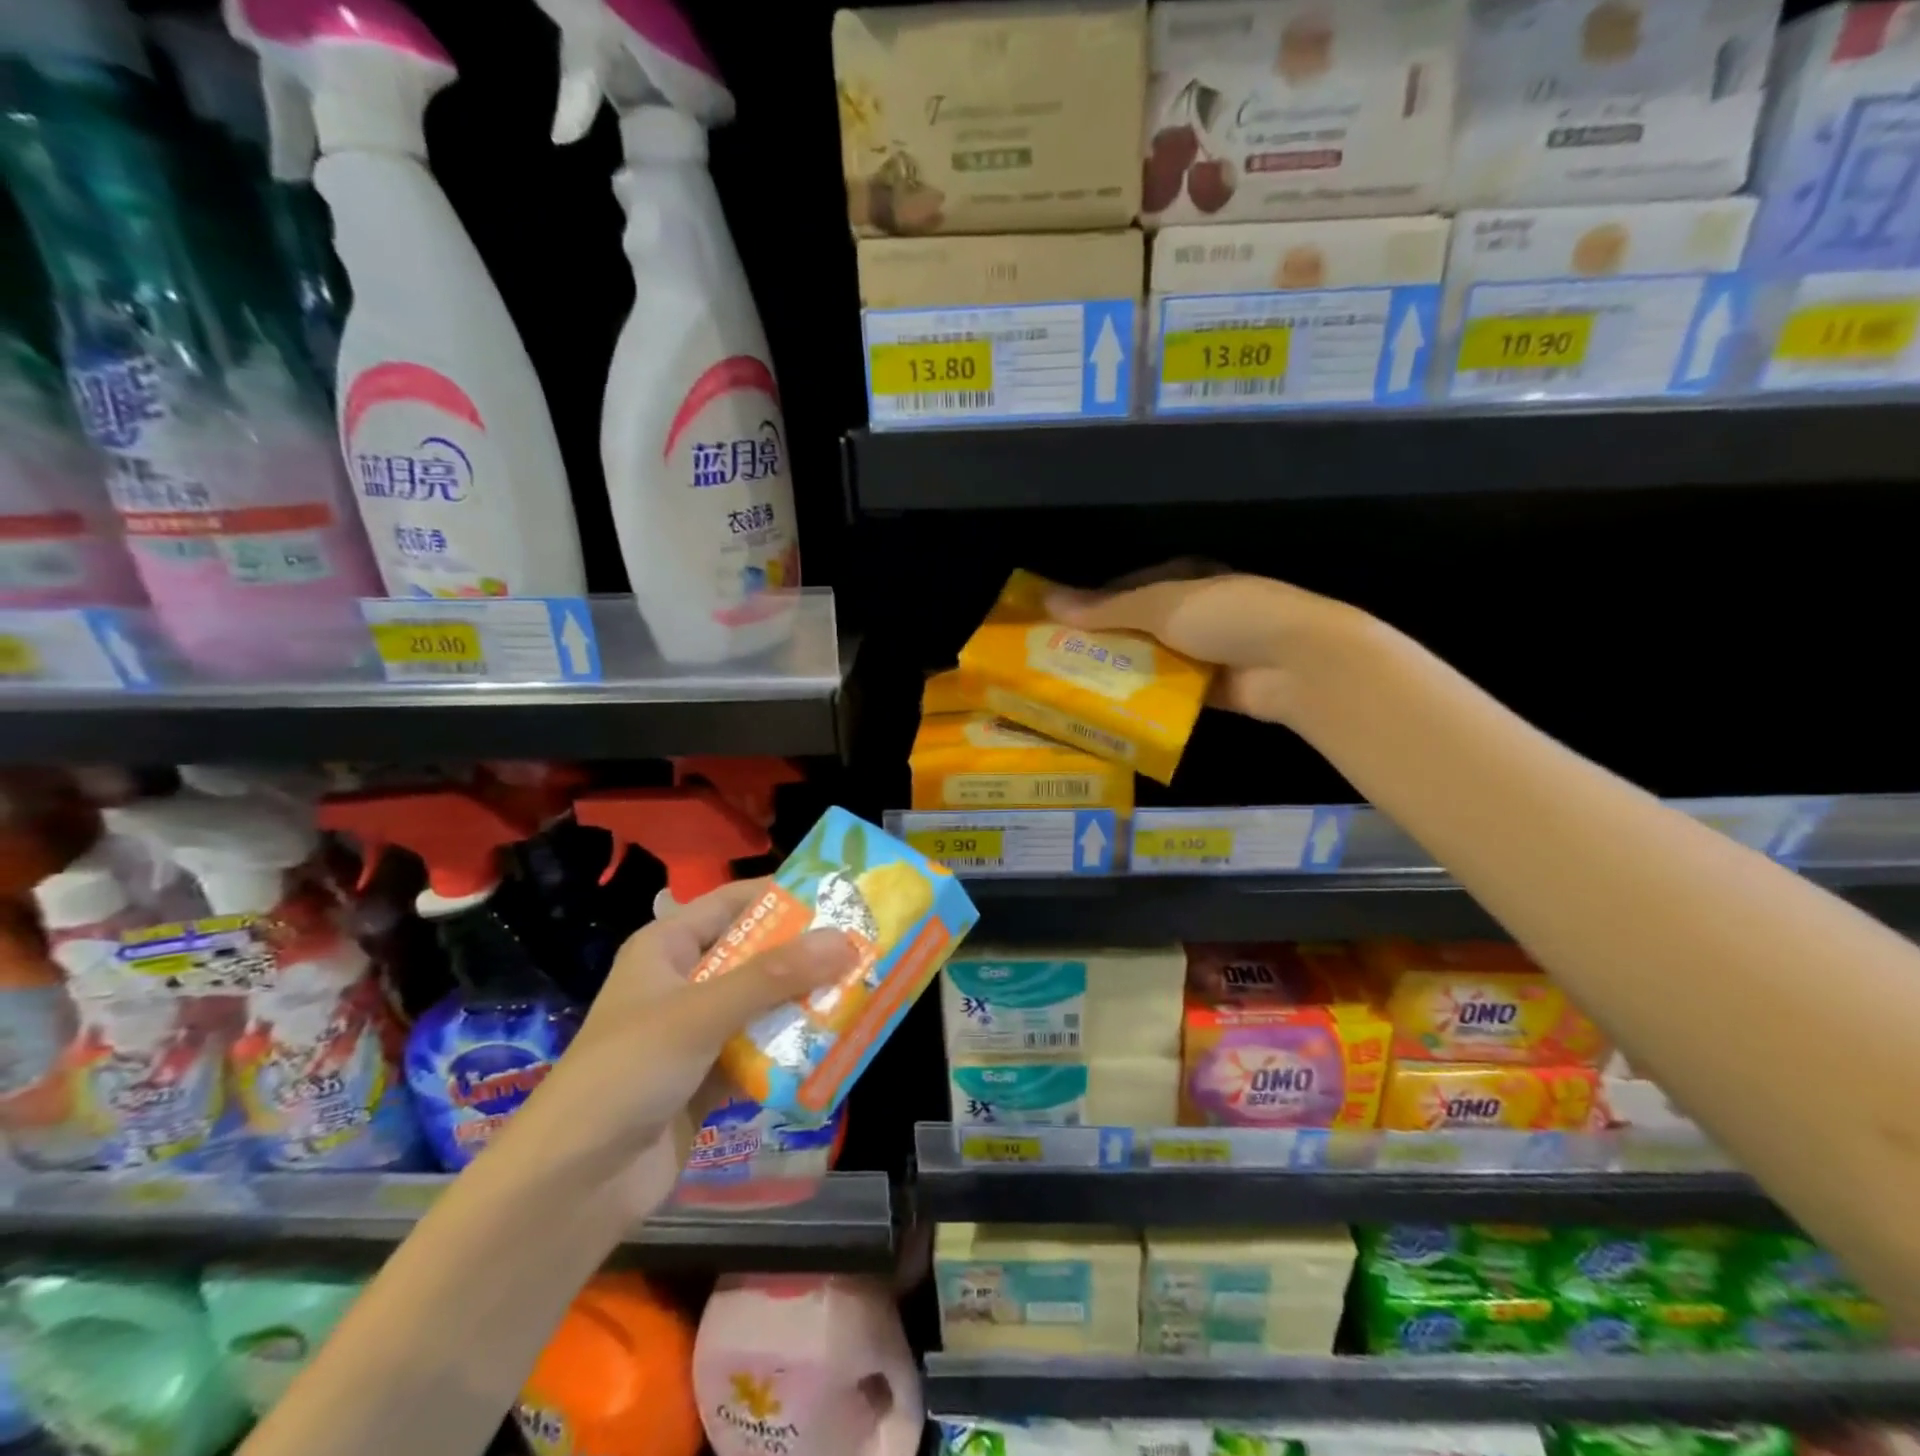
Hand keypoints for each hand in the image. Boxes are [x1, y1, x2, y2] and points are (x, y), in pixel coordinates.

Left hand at [501, 878, 858, 1219]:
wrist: (572, 1186)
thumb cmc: (627, 1072)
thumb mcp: (700, 1012)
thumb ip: (774, 977)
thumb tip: (845, 940)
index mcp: (669, 946)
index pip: (734, 903)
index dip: (784, 896)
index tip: (840, 894)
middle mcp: (686, 981)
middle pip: (757, 954)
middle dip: (807, 953)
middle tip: (866, 945)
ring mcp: (699, 1031)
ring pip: (765, 1004)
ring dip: (806, 1002)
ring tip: (865, 990)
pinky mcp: (712, 1076)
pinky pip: (763, 1050)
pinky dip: (794, 1048)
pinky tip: (838, 1044)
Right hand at [1045, 563, 1363, 728]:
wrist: (1297, 663)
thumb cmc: (1228, 616)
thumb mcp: (1161, 605)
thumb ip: (1106, 609)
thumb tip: (1048, 600)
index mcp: (1186, 578)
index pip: (1127, 588)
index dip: (1092, 604)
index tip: (1055, 624)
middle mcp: (1193, 612)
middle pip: (1136, 627)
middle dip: (1101, 643)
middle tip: (1055, 662)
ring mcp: (1204, 652)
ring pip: (1150, 661)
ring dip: (1119, 673)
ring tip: (1072, 689)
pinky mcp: (1210, 689)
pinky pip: (1167, 692)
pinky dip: (1143, 699)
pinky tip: (1108, 710)